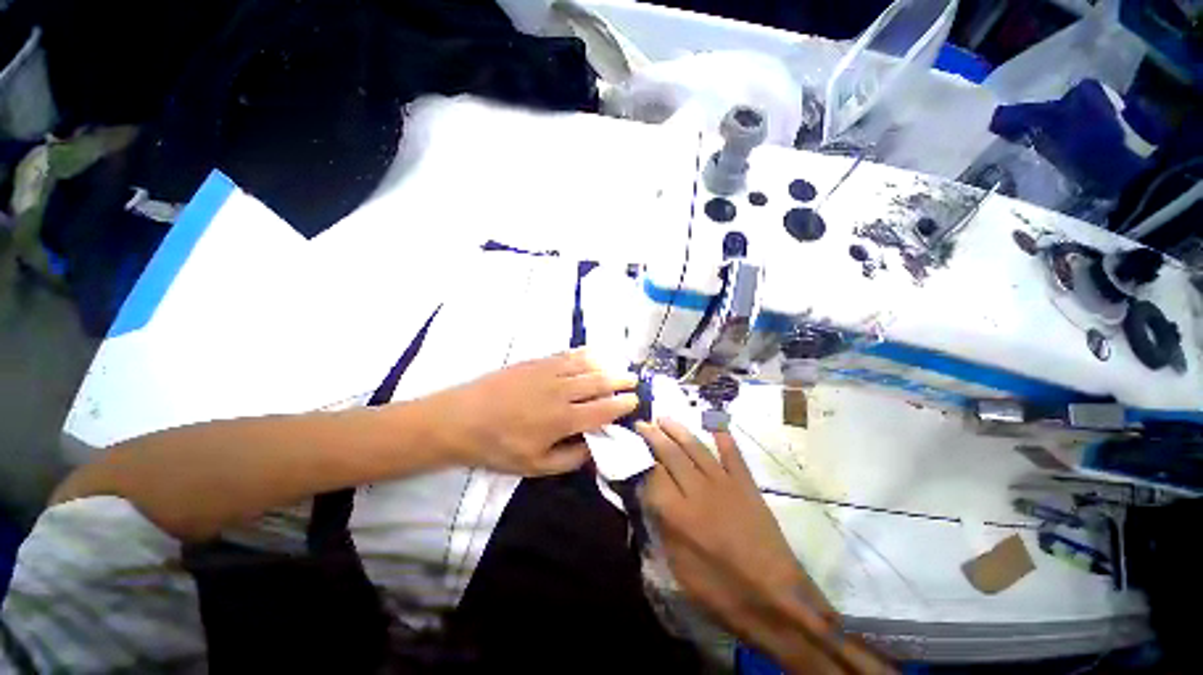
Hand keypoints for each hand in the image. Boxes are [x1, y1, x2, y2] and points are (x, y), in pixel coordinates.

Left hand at [424, 349, 637, 475]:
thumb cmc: (498, 446)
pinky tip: (591, 354)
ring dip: (606, 365)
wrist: (461, 418)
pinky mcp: (536, 361)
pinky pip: (567, 354)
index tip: (634, 401)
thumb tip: (595, 448)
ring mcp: (549, 372)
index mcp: (563, 419)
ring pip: (586, 364)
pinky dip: (584, 354)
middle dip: (620, 380)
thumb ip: (570, 458)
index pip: (603, 409)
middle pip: (600, 382)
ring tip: (617, 367)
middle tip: (633, 381)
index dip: (622, 404)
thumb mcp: (535, 466)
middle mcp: (562, 391)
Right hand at [635, 419, 820, 632]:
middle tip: (642, 423)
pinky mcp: (746, 484)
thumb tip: (650, 498)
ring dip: (678, 430)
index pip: (652, 475)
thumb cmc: (722, 591)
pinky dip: (723, 437)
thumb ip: (662, 527)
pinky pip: (732, 454)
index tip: (631, 448)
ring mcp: (724, 483)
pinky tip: (714, 423)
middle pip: (670, 454)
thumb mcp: (680, 568)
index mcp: (679, 514)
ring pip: (696, 448)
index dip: (640, 460)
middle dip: (653, 436)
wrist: (776, 598)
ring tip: (664, 417)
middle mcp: (698, 490)